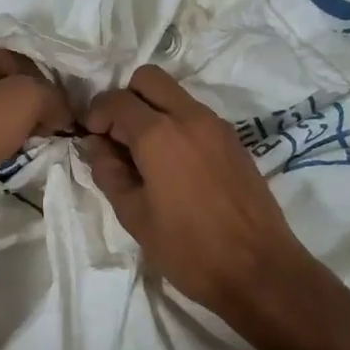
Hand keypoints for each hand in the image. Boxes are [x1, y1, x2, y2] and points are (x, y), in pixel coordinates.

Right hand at [83, 66, 312, 318]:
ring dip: (152, 111)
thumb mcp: (134, 216)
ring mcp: (217, 126)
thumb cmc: (188, 249)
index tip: (90, 139)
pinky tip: (173, 166)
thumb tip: (97, 146)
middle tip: (117, 137)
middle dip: (125, 99)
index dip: (95, 114)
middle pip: (149, 78)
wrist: (259, 271)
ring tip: (143, 155)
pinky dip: (176, 125)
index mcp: (159, 134)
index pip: (116, 100)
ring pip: (175, 94)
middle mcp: (190, 117)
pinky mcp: (235, 141)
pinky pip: (196, 115)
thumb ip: (109, 172)